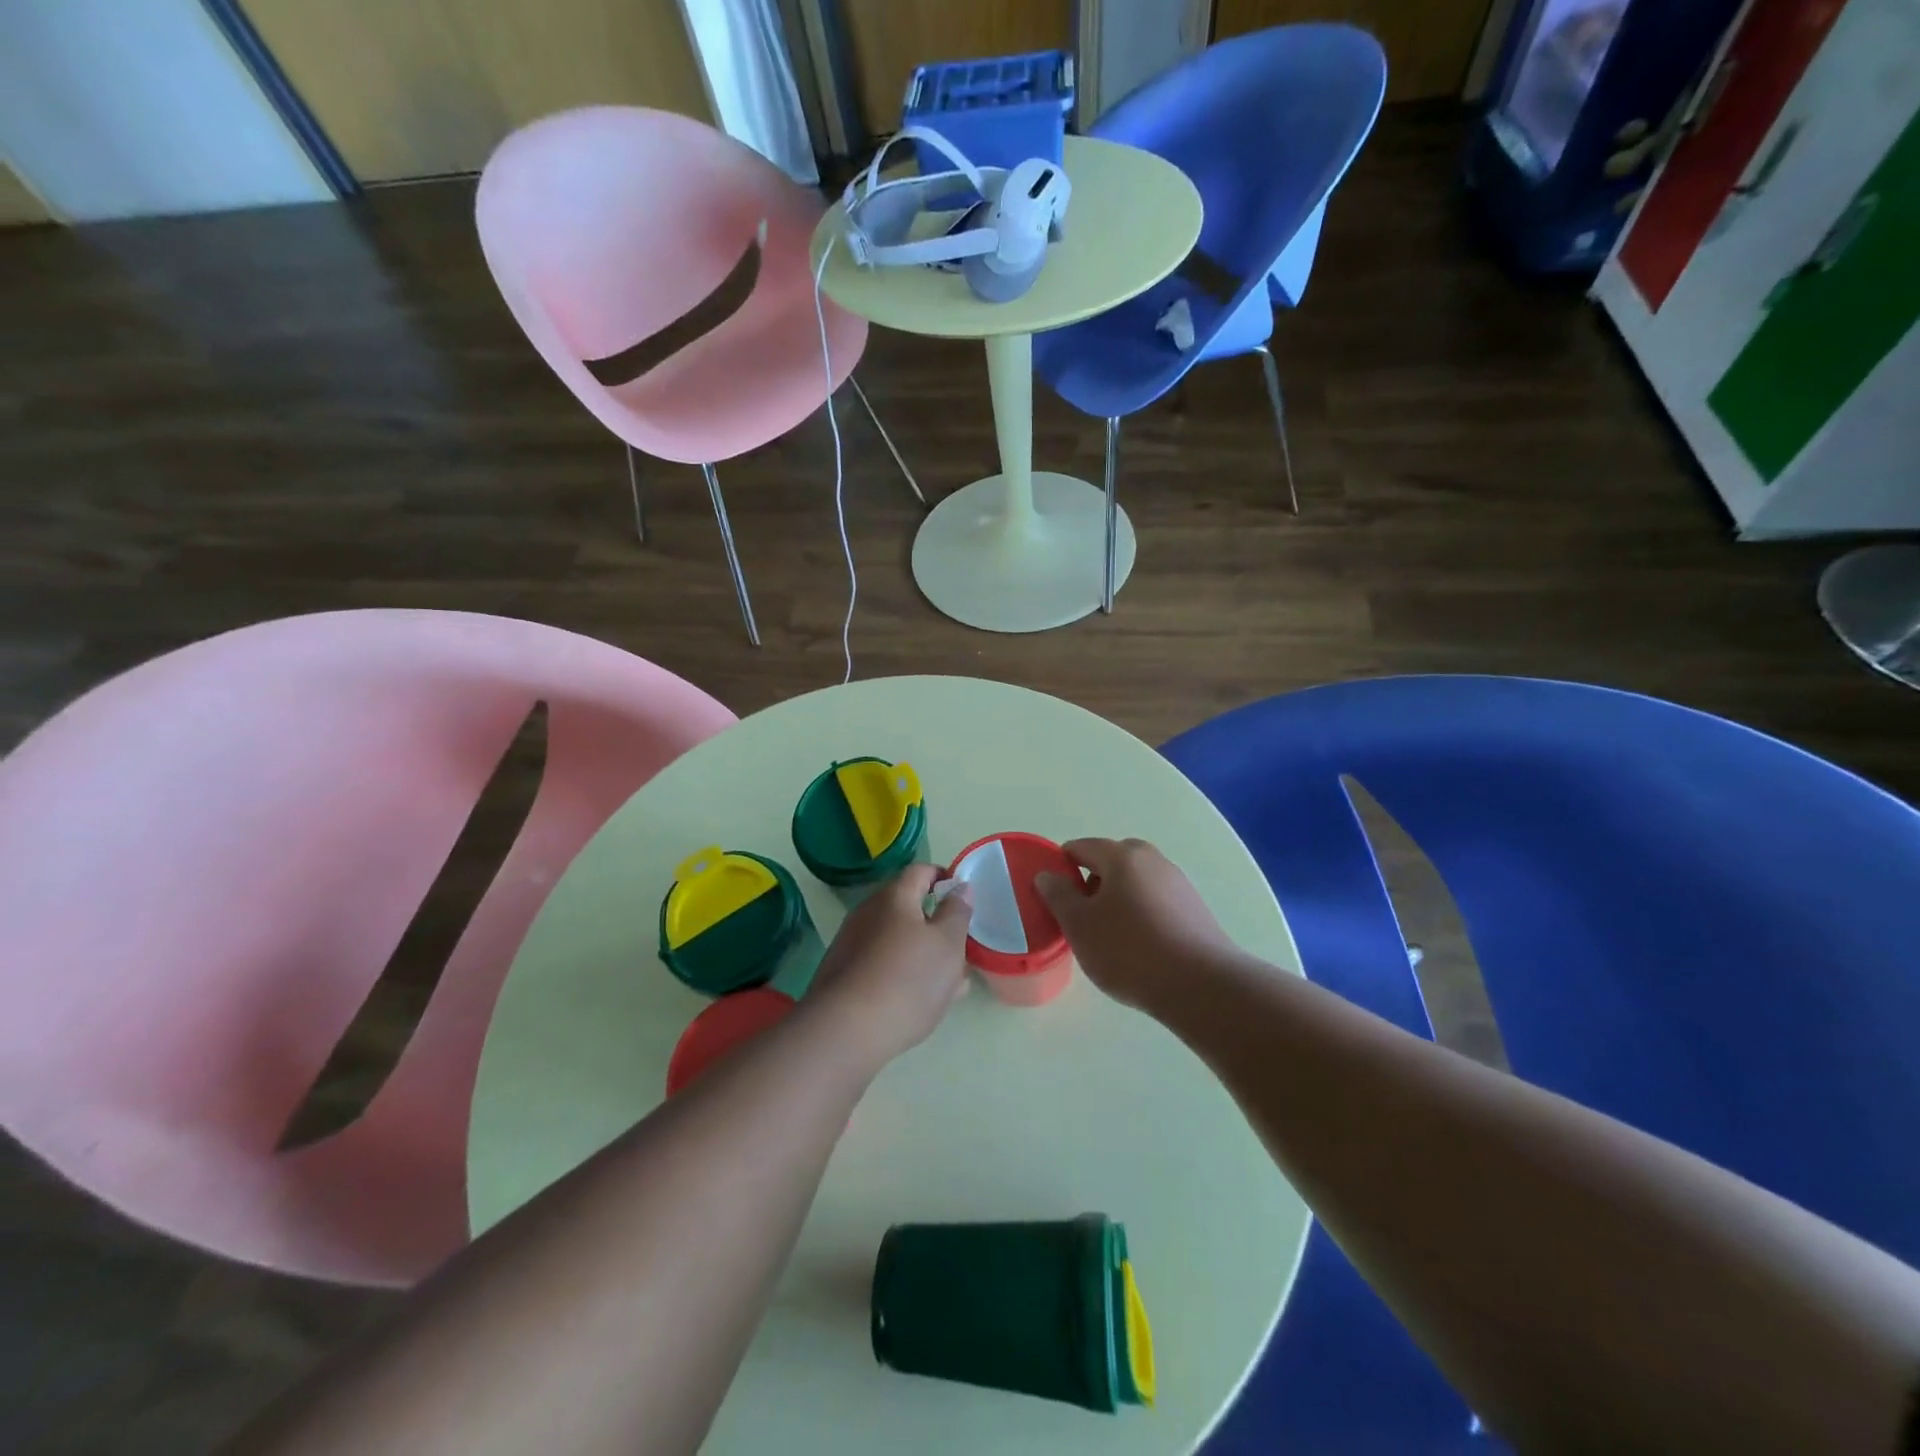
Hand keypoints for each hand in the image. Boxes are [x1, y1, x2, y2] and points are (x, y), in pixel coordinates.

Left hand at [806, 865, 971, 1068]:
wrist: (844, 1032)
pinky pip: (881, 965)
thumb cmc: (907, 980)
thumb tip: (959, 887)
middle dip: (936, 926)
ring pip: (896, 941)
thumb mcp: (948, 944)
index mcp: (894, 897)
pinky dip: (902, 975)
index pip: (920, 871)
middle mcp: (867, 913)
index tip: (963, 897)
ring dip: (922, 955)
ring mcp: (851, 944)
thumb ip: (957, 912)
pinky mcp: (842, 975)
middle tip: (960, 951)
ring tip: (947, 987)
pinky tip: (916, 1004)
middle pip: (907, 908)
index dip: (943, 878)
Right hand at [1035, 838, 1233, 1009]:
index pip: (1080, 848)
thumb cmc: (1129, 951)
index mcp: (1122, 856)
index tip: (1054, 899)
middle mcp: (1152, 860)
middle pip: (1111, 862)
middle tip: (1081, 919)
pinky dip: (1141, 915)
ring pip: (1135, 883)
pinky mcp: (1194, 909)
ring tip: (1110, 939)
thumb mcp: (1080, 925)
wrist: (1201, 986)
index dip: (1061, 869)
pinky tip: (1140, 948)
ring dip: (1117, 901)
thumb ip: (1058, 895)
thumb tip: (1048, 875)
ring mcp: (1177, 883)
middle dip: (1091, 884)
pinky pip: (1155, 902)